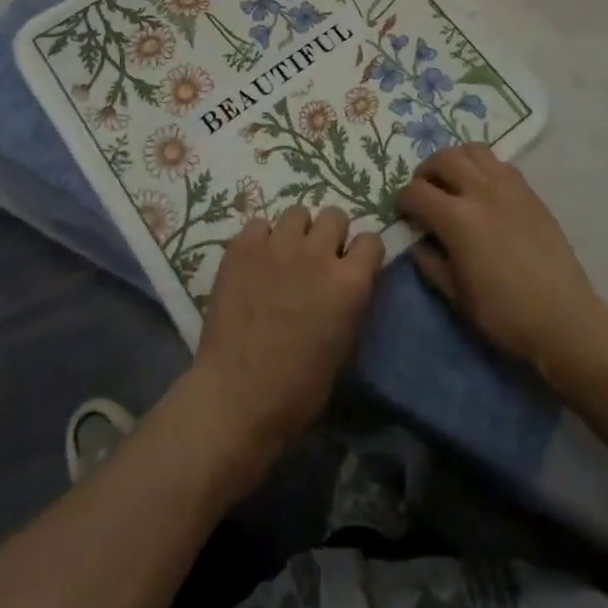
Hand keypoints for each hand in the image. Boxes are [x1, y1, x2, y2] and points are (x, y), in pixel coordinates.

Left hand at [185, 205, 383, 476]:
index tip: (352, 265)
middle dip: (330, 234)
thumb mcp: (343, 345)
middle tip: (317, 258)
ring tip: (284, 256)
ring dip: (296, 232)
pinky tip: (254, 263)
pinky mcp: (243, 245)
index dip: (362, 253)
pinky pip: (259, 224)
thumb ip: (349, 300)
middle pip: (334, 215)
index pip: (371, 240)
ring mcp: (278, 245)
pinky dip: (260, 239)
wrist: (237, 395)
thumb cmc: (298, 387)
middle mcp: (318, 253)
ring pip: (297, 212)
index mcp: (349, 282)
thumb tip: (346, 281)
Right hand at [396, 144, 605, 388]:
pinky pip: (498, 163)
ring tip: (452, 183)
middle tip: (424, 193)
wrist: (564, 319)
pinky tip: (482, 191)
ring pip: (472, 150)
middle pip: (442, 158)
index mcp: (457, 219)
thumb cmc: (504, 314)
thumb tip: (418, 241)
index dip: (402, 201)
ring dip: (454, 161)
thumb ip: (430, 262)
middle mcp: (481, 191)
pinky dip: (481, 167)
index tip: (403, 214)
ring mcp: (508, 186)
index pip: (416, 192)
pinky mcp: (529, 191)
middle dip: (425, 173)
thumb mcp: (456, 295)